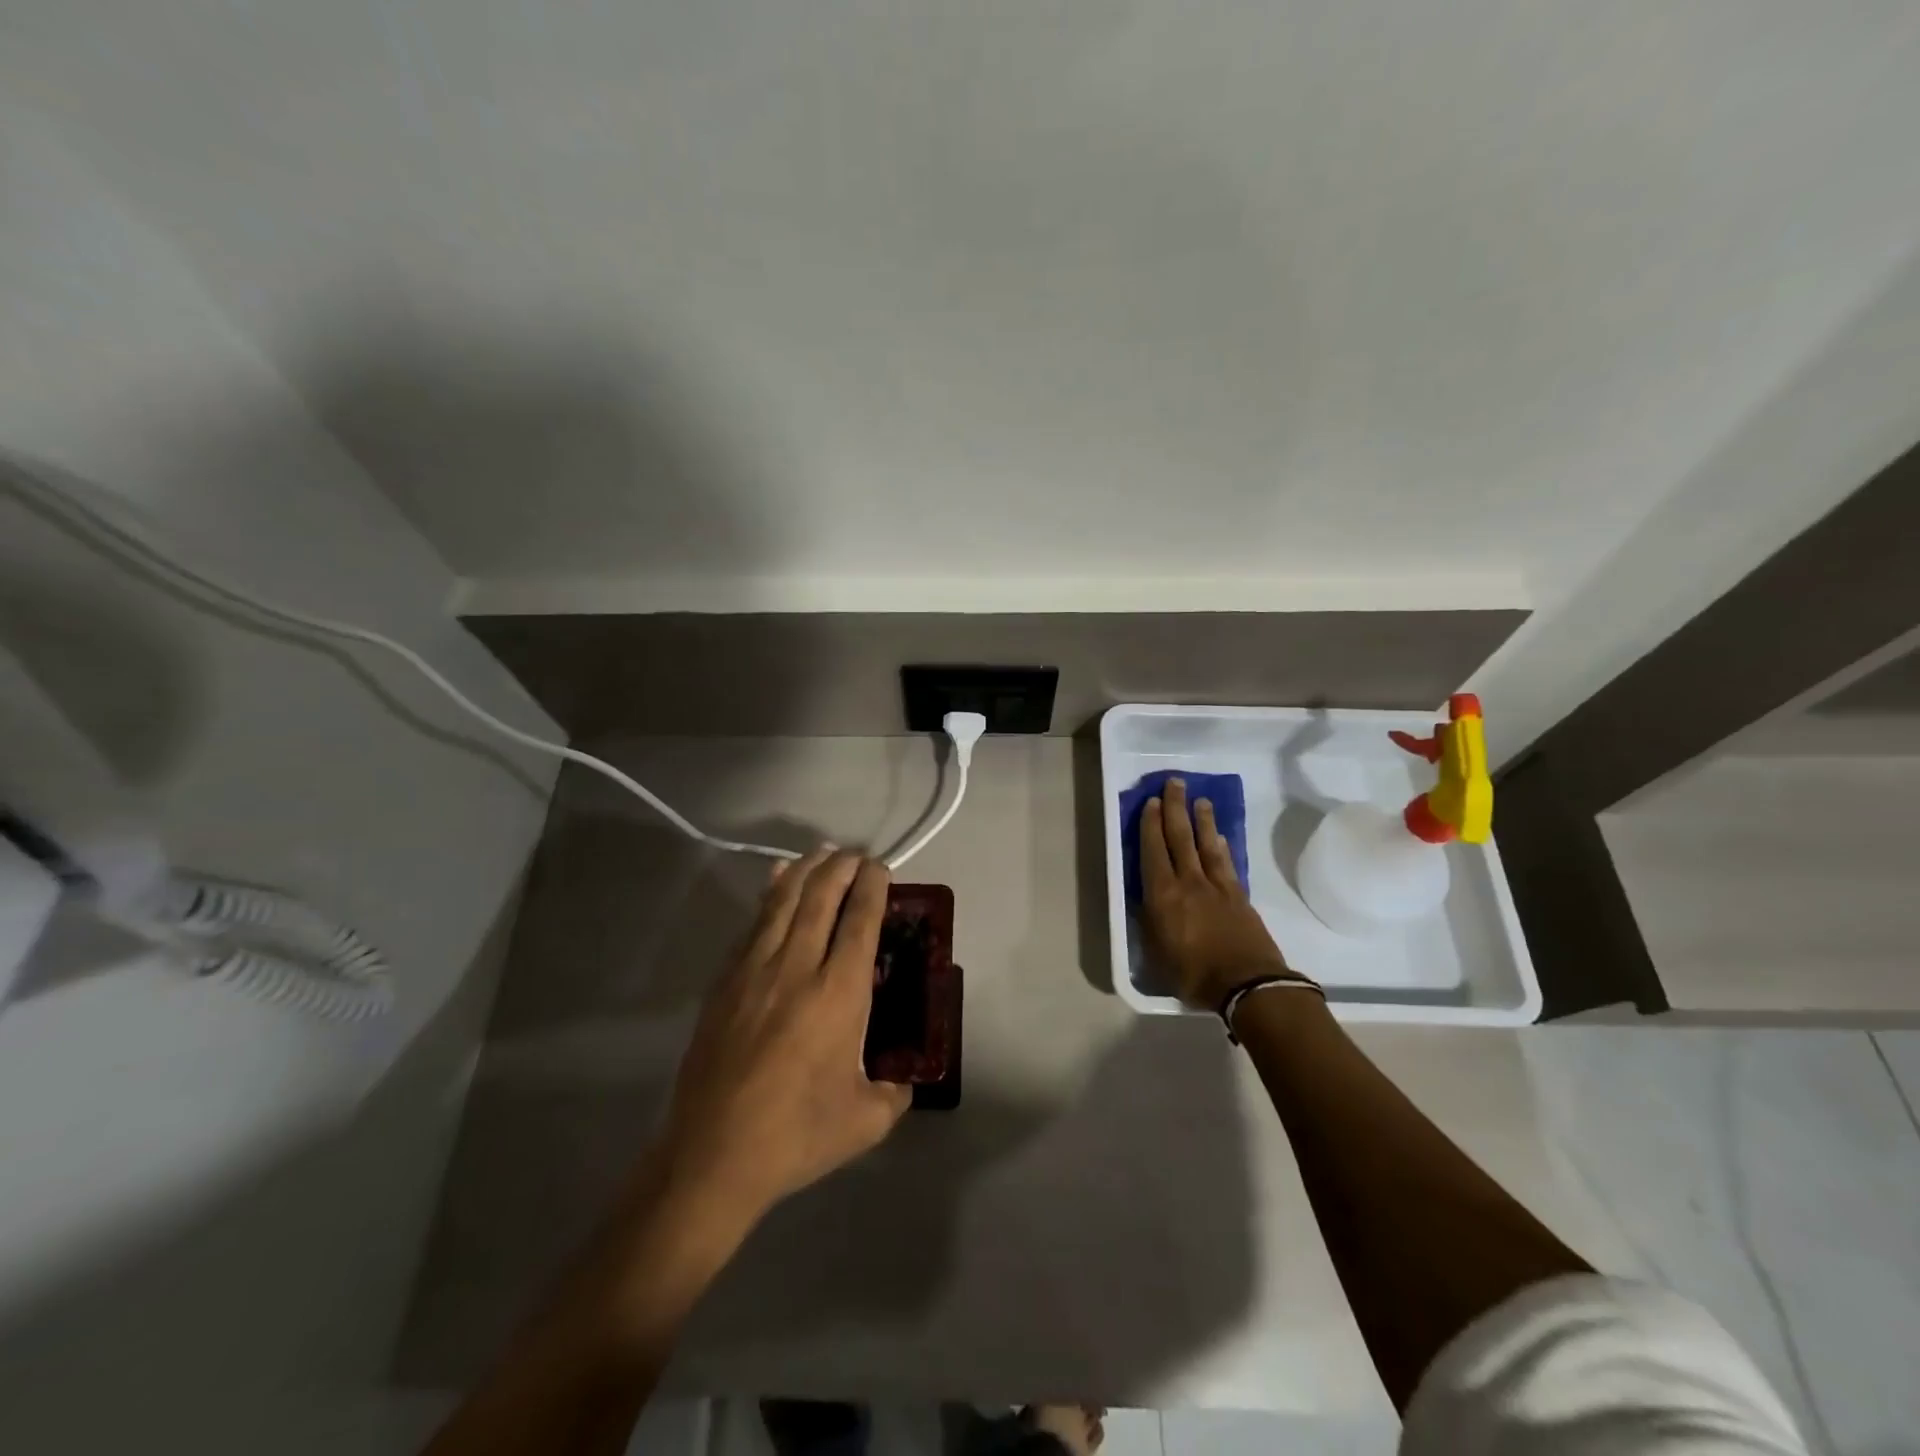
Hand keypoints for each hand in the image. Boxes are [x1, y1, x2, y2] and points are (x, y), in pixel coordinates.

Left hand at [661, 848, 912, 1220]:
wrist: (712, 1155)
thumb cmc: (796, 1135)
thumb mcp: (866, 1121)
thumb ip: (893, 1093)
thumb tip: (902, 1082)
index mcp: (838, 993)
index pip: (860, 920)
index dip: (873, 886)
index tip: (881, 868)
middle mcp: (797, 967)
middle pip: (822, 897)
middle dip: (842, 867)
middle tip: (856, 855)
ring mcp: (755, 970)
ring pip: (783, 901)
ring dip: (806, 871)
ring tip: (821, 854)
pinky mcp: (725, 982)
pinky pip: (752, 924)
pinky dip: (770, 895)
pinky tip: (776, 882)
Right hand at [1140, 777, 1296, 1009]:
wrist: (1248, 985)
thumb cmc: (1194, 974)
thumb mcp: (1156, 956)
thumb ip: (1150, 925)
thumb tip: (1146, 905)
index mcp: (1163, 895)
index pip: (1154, 850)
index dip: (1151, 824)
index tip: (1151, 801)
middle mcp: (1189, 882)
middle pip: (1181, 837)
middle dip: (1175, 808)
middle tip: (1174, 783)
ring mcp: (1218, 887)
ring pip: (1207, 844)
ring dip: (1202, 820)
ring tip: (1200, 800)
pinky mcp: (1239, 896)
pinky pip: (1227, 863)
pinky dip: (1222, 847)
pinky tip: (1221, 838)